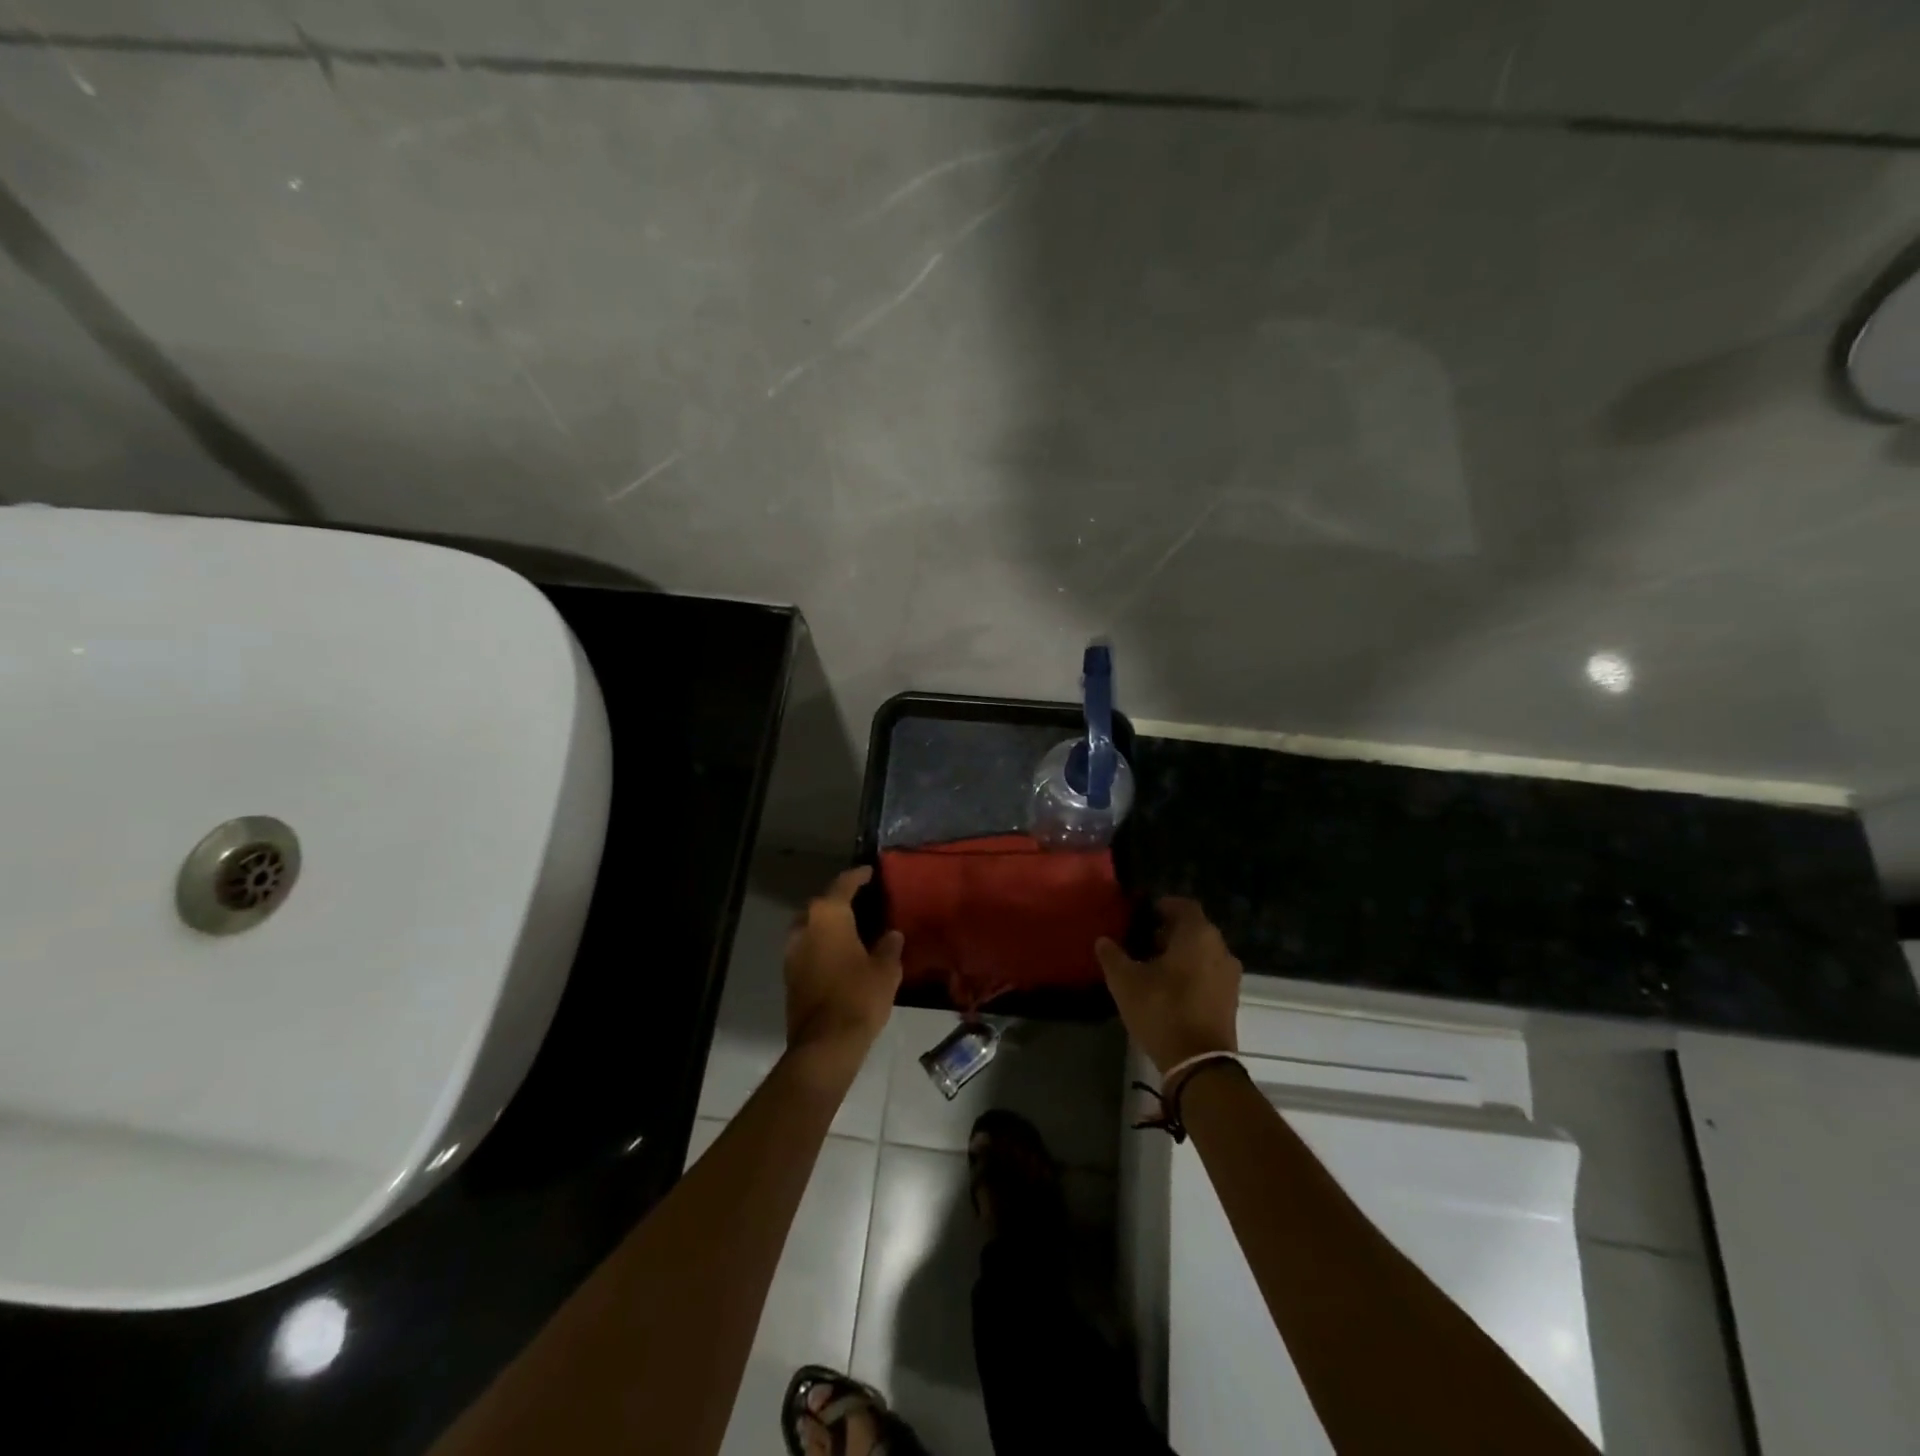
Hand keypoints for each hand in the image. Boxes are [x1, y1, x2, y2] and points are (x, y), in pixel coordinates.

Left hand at [783, 867, 903, 1082]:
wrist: (825, 1043)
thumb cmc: (859, 996)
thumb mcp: (885, 969)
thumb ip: (889, 947)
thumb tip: (892, 935)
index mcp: (828, 916)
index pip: (843, 885)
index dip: (858, 876)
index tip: (869, 872)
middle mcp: (804, 926)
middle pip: (822, 904)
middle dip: (839, 901)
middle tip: (861, 902)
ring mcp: (792, 952)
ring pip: (810, 927)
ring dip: (827, 925)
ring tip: (851, 928)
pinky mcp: (789, 975)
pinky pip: (807, 948)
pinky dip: (821, 945)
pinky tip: (839, 954)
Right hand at [1095, 896, 1240, 1077]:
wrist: (1199, 1063)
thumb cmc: (1162, 1010)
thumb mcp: (1125, 982)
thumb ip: (1112, 956)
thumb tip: (1103, 940)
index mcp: (1198, 934)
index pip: (1182, 905)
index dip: (1161, 906)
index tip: (1141, 916)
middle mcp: (1220, 948)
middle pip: (1194, 928)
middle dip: (1168, 932)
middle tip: (1141, 942)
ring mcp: (1229, 975)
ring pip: (1202, 952)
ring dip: (1180, 954)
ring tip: (1152, 967)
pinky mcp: (1230, 999)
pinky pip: (1209, 972)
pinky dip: (1191, 972)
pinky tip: (1169, 988)